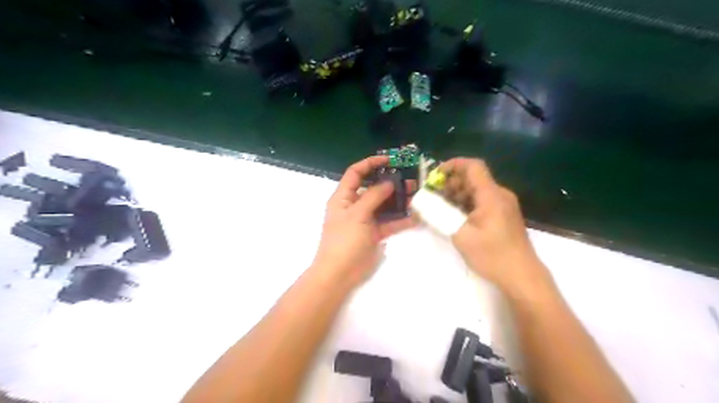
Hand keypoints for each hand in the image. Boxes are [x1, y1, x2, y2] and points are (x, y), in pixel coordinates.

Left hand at [310, 156, 415, 285]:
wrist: (339, 273)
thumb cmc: (344, 240)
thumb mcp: (357, 214)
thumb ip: (373, 196)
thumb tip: (389, 181)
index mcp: (343, 197)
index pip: (356, 173)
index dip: (371, 163)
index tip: (390, 160)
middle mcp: (354, 205)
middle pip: (373, 188)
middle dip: (390, 183)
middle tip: (409, 180)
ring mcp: (365, 220)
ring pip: (384, 205)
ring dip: (399, 201)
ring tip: (416, 195)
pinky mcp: (374, 233)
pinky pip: (389, 223)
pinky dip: (401, 220)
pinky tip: (416, 216)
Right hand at [439, 158, 551, 294]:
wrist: (522, 276)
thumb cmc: (492, 255)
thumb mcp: (461, 235)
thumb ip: (439, 216)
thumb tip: (420, 205)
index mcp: (491, 195)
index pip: (472, 166)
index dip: (451, 166)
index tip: (434, 177)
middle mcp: (499, 194)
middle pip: (472, 178)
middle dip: (450, 184)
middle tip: (433, 198)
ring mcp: (503, 205)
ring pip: (476, 190)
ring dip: (457, 195)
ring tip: (441, 210)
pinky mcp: (503, 215)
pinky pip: (482, 201)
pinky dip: (466, 204)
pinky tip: (456, 218)